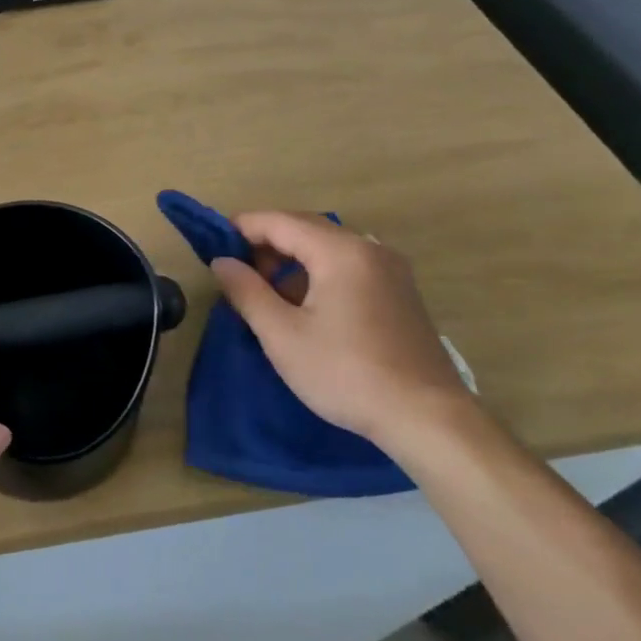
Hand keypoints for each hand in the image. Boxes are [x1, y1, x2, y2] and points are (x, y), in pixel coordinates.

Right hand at [209, 212, 471, 448]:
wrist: (428, 419)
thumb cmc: (347, 373)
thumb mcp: (283, 335)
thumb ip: (247, 292)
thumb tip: (222, 262)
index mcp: (340, 252)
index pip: (279, 221)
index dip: (241, 228)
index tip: (212, 247)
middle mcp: (368, 249)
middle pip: (305, 228)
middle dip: (266, 243)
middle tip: (236, 272)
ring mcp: (390, 270)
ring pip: (327, 246)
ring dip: (291, 259)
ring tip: (265, 292)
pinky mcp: (400, 292)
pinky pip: (348, 265)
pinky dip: (318, 272)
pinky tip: (304, 306)